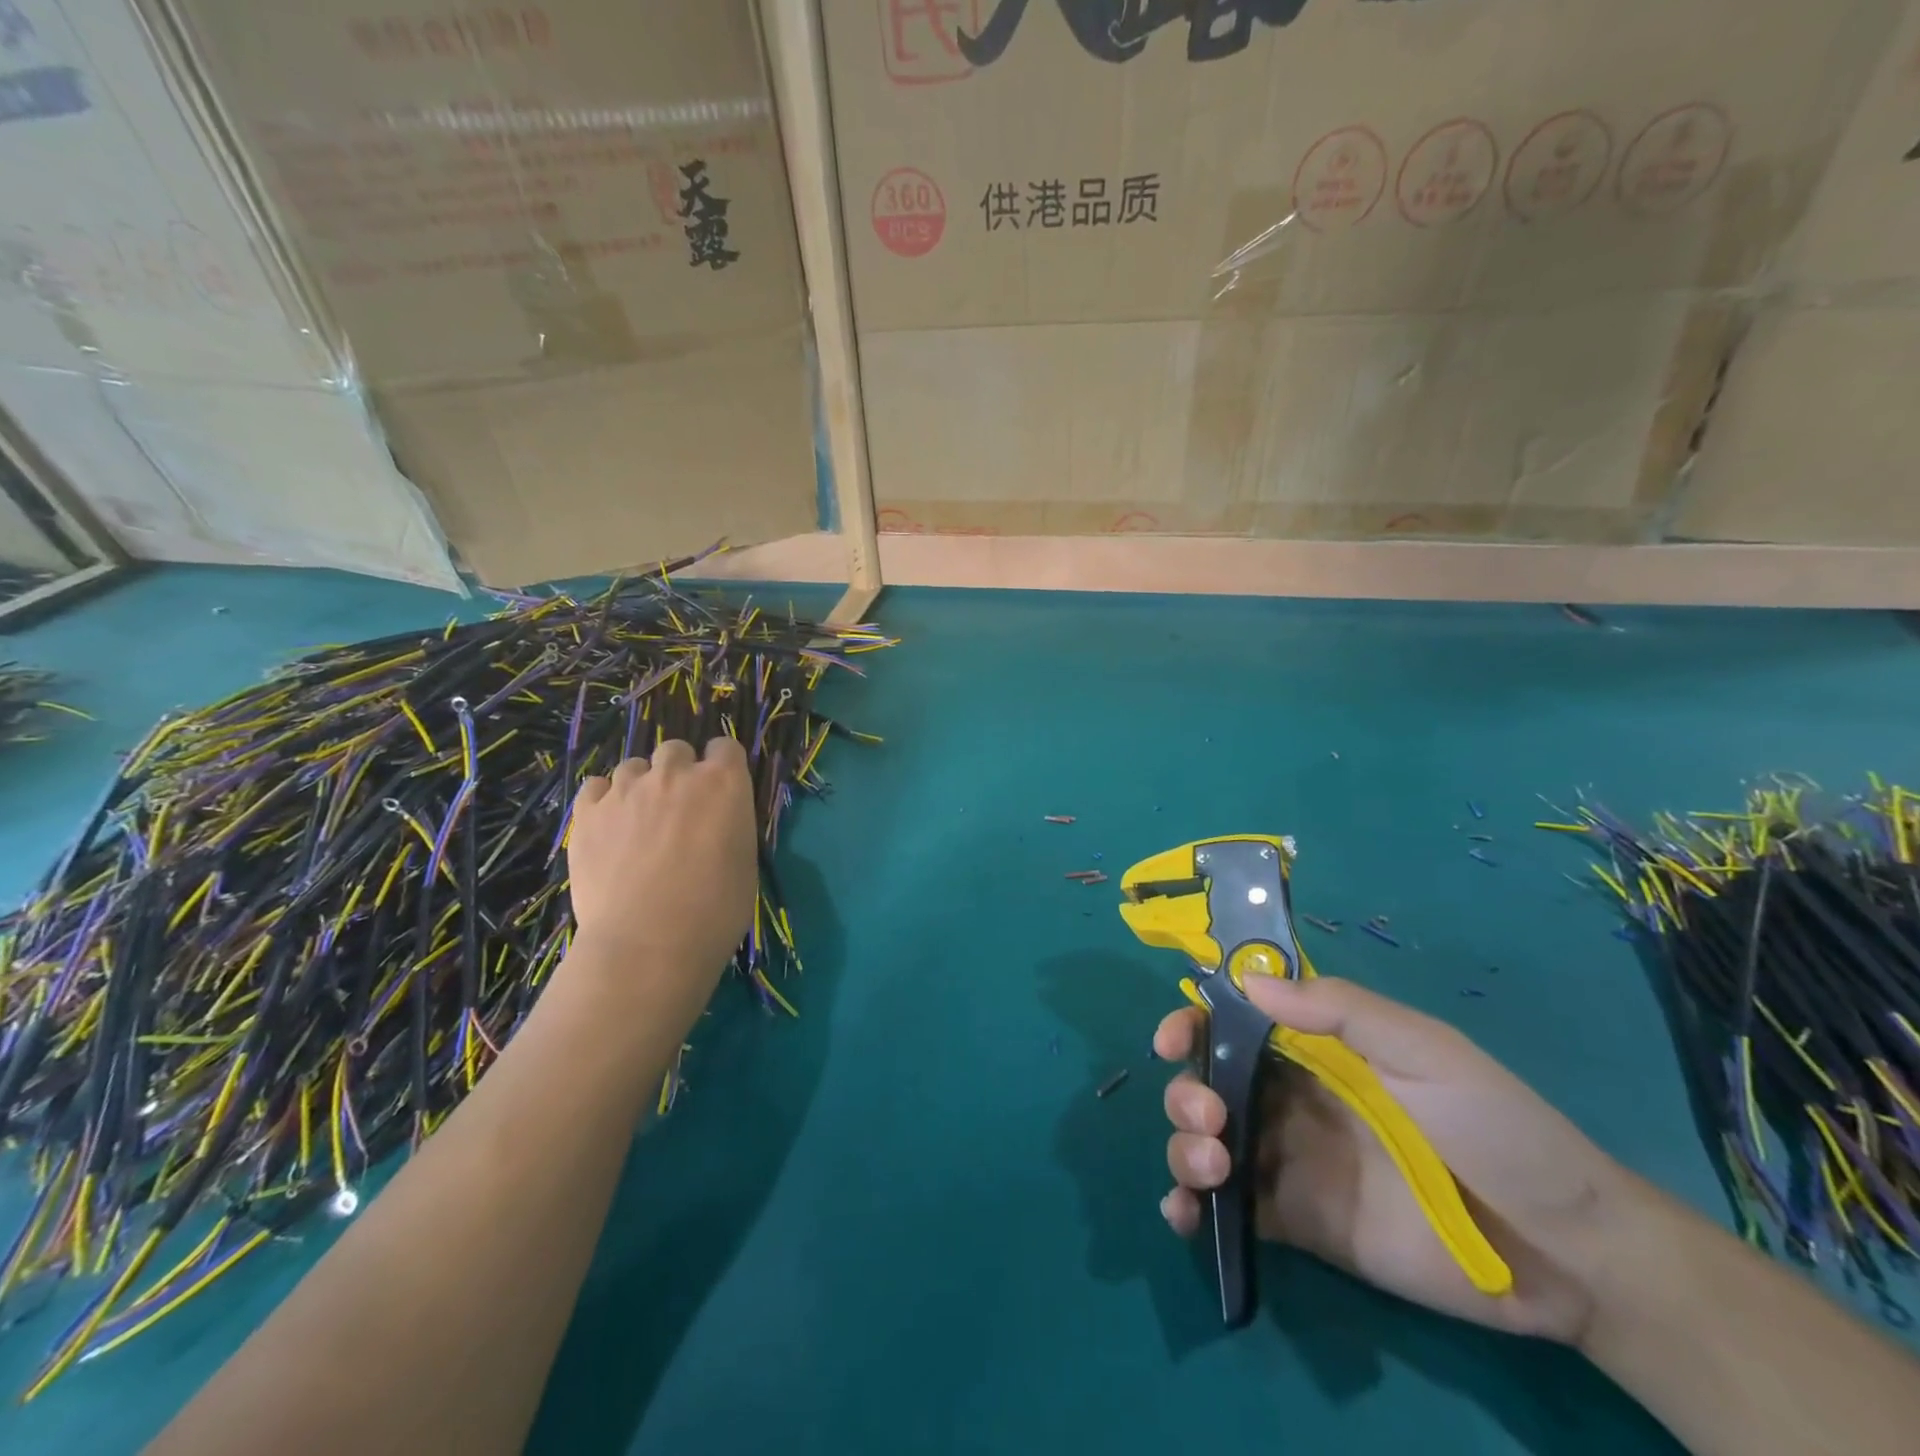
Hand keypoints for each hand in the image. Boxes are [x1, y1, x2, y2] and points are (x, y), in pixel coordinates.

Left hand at [566, 738, 757, 991]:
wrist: (649, 944)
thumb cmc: (715, 910)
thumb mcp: (745, 861)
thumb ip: (730, 825)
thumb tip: (715, 822)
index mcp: (724, 783)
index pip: (725, 748)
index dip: (722, 767)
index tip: (720, 791)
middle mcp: (676, 774)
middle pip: (676, 749)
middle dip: (679, 771)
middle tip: (678, 808)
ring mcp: (627, 789)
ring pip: (633, 767)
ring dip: (640, 786)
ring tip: (638, 821)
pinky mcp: (588, 812)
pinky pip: (594, 787)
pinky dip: (603, 800)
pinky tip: (608, 827)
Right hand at [1156, 975, 1633, 1343]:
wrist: (1567, 1251)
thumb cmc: (1497, 1127)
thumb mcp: (1426, 1050)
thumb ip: (1341, 1011)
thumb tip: (1248, 984)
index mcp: (1315, 1053)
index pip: (1233, 1027)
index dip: (1193, 1026)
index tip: (1173, 1041)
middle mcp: (1290, 1101)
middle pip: (1207, 1084)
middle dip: (1186, 1093)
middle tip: (1210, 1117)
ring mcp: (1291, 1164)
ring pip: (1206, 1143)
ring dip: (1183, 1147)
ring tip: (1211, 1165)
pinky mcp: (1300, 1225)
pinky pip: (1232, 1211)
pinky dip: (1193, 1210)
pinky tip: (1184, 1215)